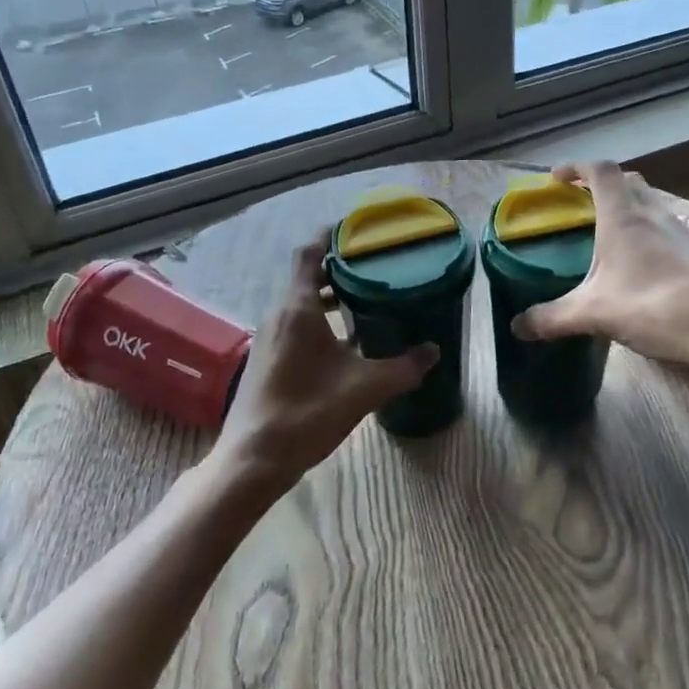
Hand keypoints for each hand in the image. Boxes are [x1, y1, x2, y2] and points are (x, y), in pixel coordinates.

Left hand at [209, 233, 437, 495]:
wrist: (254, 458)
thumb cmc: (307, 412)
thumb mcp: (363, 388)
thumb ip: (402, 367)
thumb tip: (435, 350)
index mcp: (298, 308)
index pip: (309, 254)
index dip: (329, 236)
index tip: (355, 230)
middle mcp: (279, 314)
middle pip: (307, 277)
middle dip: (338, 269)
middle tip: (374, 267)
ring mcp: (269, 337)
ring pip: (301, 303)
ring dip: (329, 297)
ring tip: (365, 301)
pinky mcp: (266, 358)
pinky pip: (295, 325)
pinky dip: (319, 321)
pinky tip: (345, 344)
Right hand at [512, 161, 688, 368]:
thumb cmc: (654, 307)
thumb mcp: (593, 314)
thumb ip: (552, 318)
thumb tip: (517, 327)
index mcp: (624, 217)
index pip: (600, 171)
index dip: (576, 167)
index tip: (556, 179)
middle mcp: (654, 215)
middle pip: (629, 181)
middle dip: (603, 185)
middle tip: (582, 206)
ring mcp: (682, 232)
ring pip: (652, 204)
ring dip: (629, 208)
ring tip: (609, 237)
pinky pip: (668, 228)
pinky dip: (649, 233)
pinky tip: (642, 266)